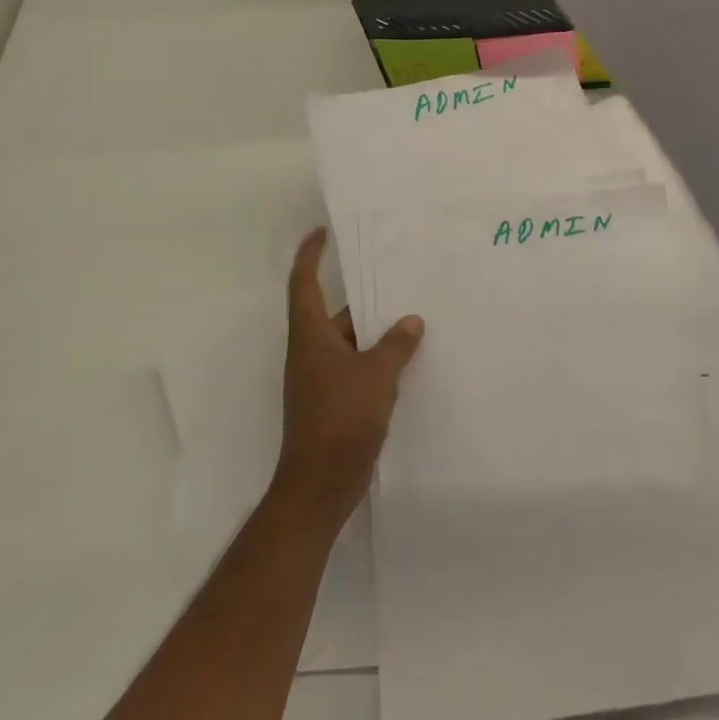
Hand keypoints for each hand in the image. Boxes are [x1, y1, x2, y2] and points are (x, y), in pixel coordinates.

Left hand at [272, 228, 423, 531]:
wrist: (320, 486)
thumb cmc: (341, 420)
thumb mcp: (376, 375)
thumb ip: (396, 345)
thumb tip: (411, 321)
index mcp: (311, 337)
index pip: (304, 285)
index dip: (309, 257)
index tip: (320, 233)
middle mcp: (311, 354)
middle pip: (337, 315)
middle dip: (366, 300)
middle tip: (399, 280)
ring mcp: (321, 381)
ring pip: (351, 344)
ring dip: (377, 333)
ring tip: (414, 319)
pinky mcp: (334, 404)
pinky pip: (357, 369)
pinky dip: (378, 361)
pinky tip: (408, 361)